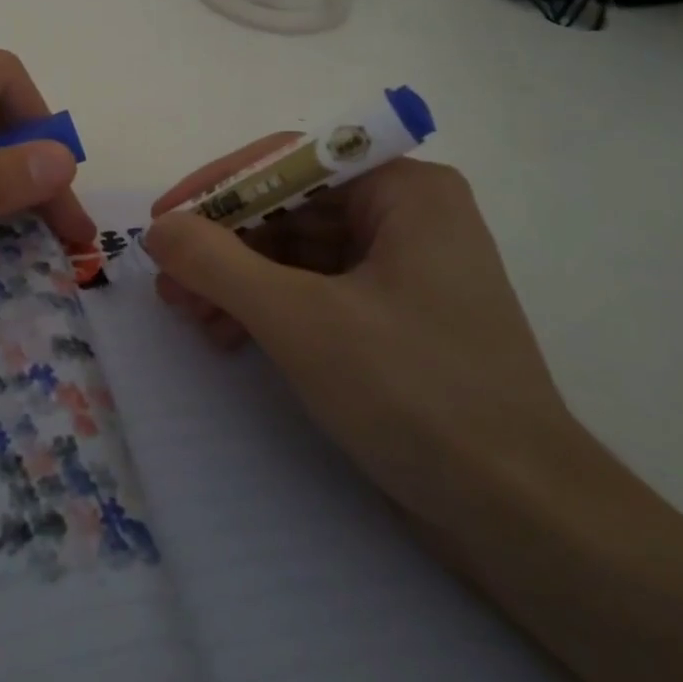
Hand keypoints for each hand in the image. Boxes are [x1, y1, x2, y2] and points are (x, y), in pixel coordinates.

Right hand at [143, 145, 577, 513]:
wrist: (523, 520)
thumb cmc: (415, 395)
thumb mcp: (300, 320)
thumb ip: (217, 262)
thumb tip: (159, 228)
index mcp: (404, 191)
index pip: (288, 161)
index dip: (216, 187)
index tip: (161, 220)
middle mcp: (406, 217)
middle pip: (287, 208)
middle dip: (223, 245)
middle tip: (169, 283)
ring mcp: (401, 269)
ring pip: (294, 252)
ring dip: (237, 280)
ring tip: (190, 317)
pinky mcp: (392, 318)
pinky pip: (313, 290)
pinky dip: (267, 308)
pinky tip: (229, 336)